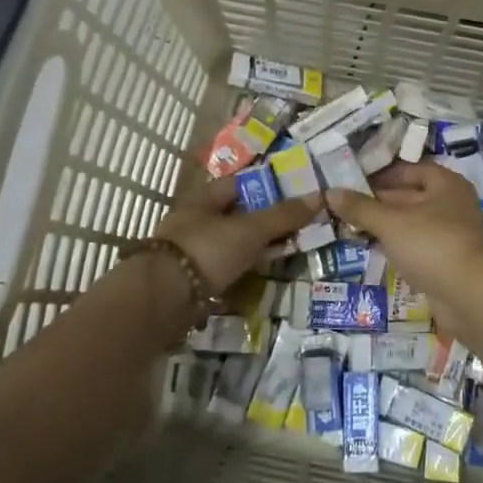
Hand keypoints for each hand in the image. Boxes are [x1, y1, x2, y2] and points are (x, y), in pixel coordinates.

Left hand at [154, 173, 321, 293]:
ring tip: (284, 252)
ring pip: (230, 243)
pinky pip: (224, 268)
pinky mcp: (191, 279)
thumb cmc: (207, 250)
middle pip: (235, 214)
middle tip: (295, 226)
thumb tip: (320, 197)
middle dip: (262, 220)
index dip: (266, 186)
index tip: (293, 194)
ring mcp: (191, 251)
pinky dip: (241, 270)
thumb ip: (283, 216)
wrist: (162, 298)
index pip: (239, 184)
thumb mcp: (250, 230)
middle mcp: (195, 220)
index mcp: (204, 199)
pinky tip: (259, 275)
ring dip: (252, 247)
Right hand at [324, 162, 482, 313]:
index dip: (383, 173)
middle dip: (379, 201)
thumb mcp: (391, 222)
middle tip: (345, 205)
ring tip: (351, 226)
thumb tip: (330, 192)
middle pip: (411, 196)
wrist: (470, 295)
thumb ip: (361, 208)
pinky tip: (372, 249)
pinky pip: (416, 247)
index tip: (354, 180)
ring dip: (385, 226)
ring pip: (412, 224)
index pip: (411, 170)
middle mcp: (452, 205)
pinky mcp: (446, 262)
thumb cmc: (432, 244)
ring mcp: (451, 235)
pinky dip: (396, 246)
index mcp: (446, 185)